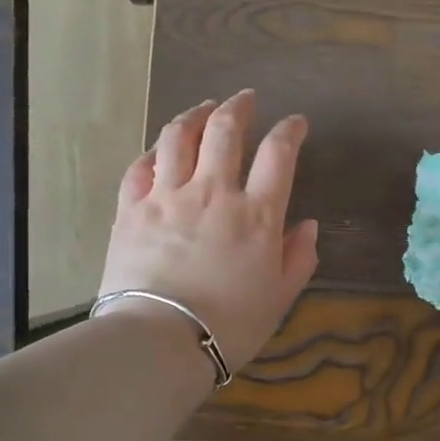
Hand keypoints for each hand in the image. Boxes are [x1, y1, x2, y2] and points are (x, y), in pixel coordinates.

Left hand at [99, 91, 319, 371]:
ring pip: (178, 136)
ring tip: (202, 109)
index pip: (278, 153)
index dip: (290, 130)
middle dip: (239, 107)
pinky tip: (159, 150)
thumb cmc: (230, 325)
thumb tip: (307, 225)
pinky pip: (140, 166)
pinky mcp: (132, 209)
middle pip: (225, 130)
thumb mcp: (279, 297)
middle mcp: (213, 192)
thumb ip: (298, 258)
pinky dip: (154, 152)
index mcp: (256, 214)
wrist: (160, 341)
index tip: (295, 123)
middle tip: (245, 99)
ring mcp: (168, 196)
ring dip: (194, 115)